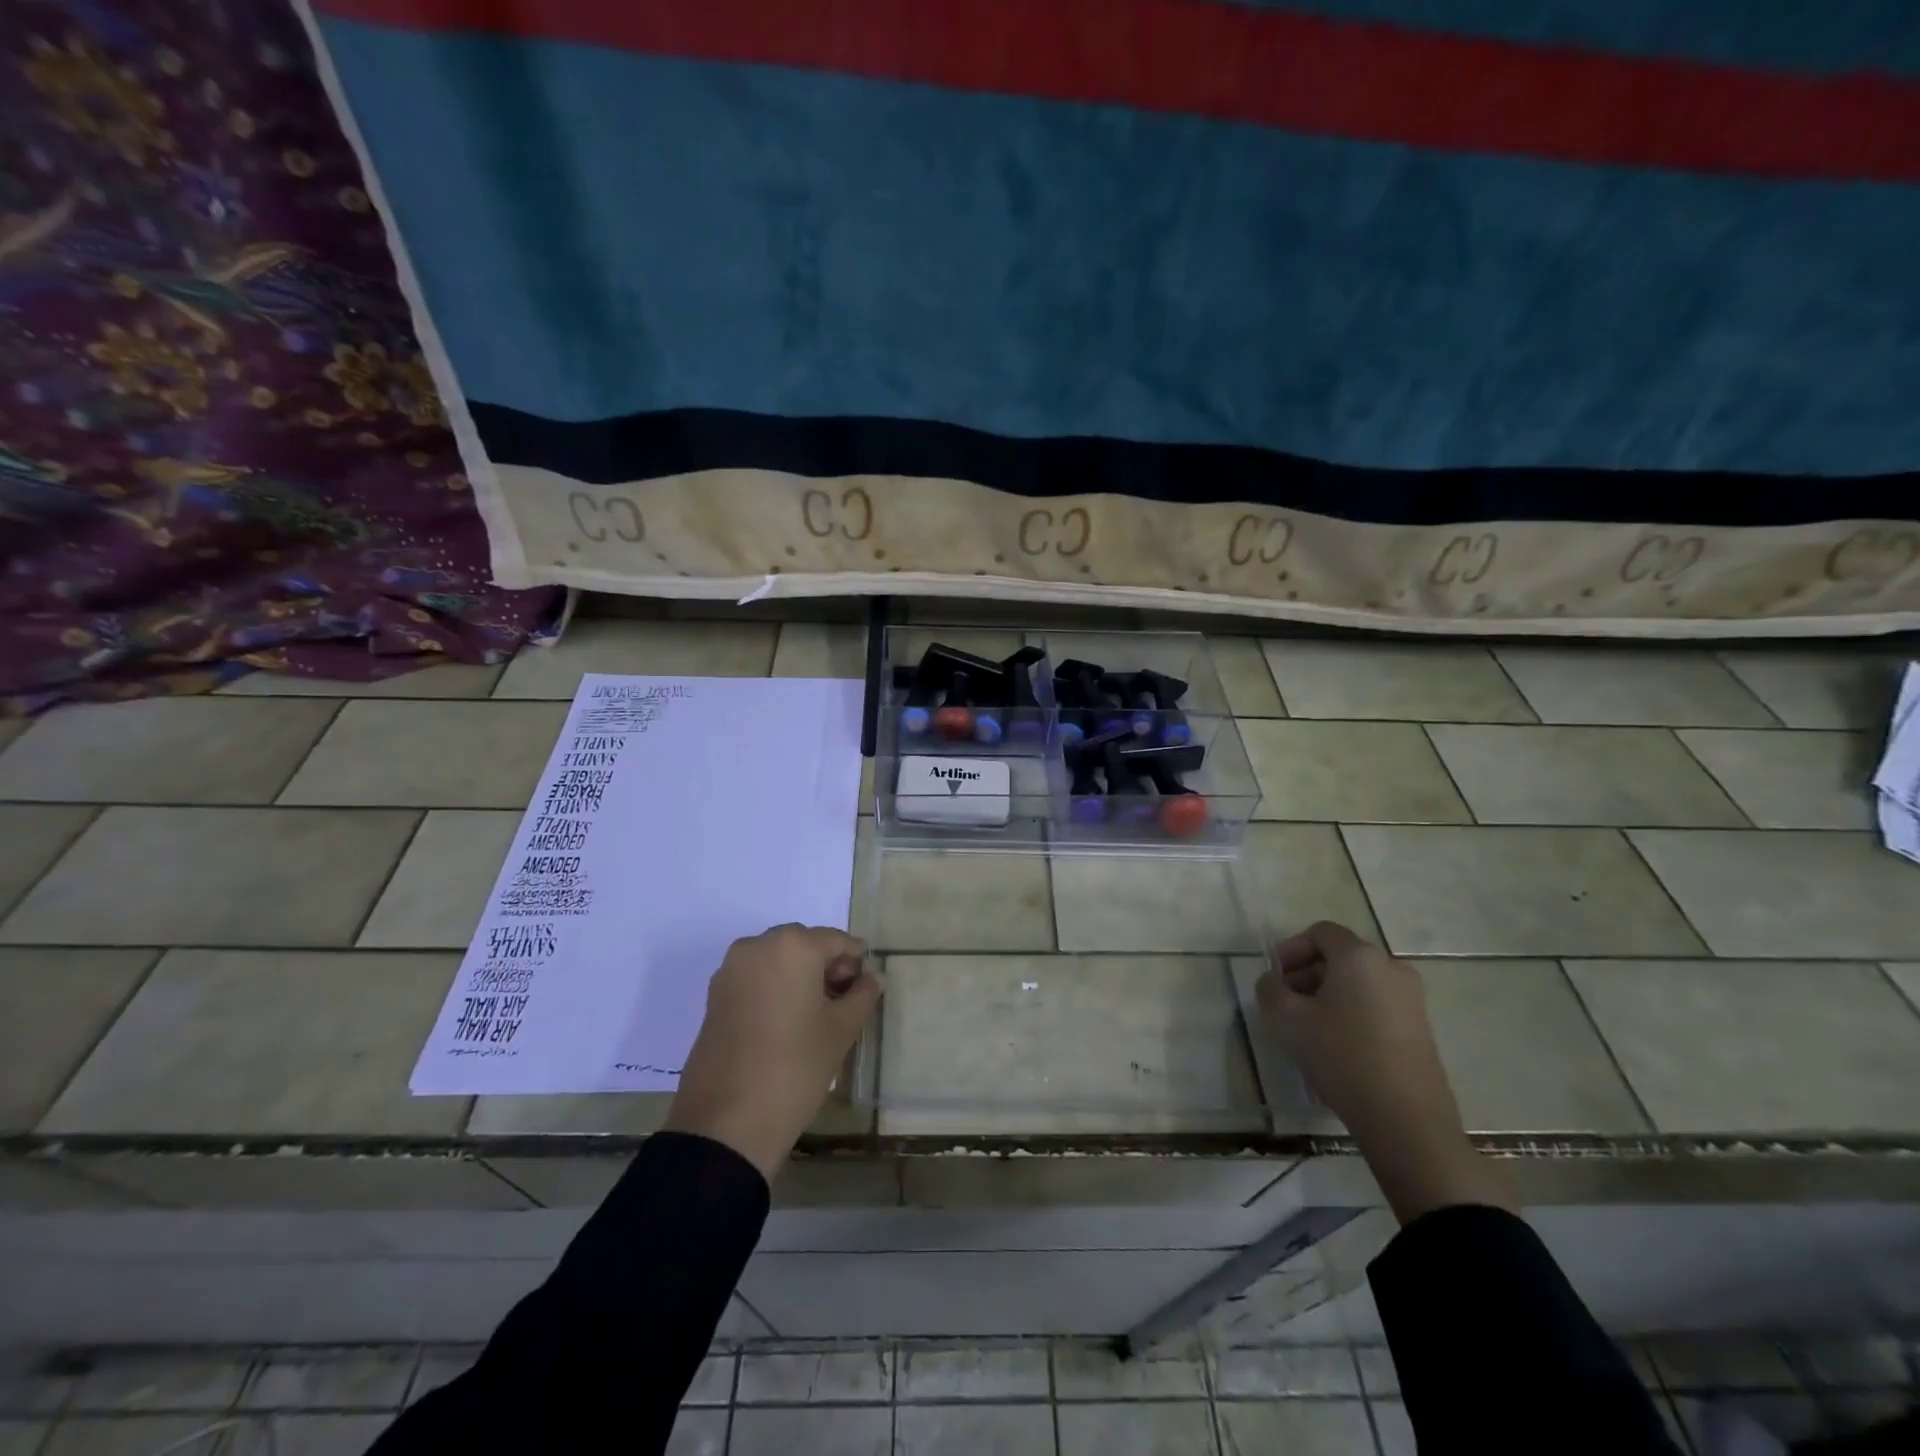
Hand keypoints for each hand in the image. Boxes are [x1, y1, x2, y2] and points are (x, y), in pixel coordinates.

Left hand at [664, 924, 882, 1180]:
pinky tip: (785, 1025)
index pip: (837, 941)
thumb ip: (862, 996)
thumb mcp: (841, 1031)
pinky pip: (754, 979)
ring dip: (799, 978)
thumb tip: (873, 978)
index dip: (856, 964)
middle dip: (826, 967)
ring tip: (813, 1018)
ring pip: (777, 961)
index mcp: (793, 946)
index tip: (864, 993)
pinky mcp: (714, 997)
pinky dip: (774, 990)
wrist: (727, 1123)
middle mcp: (757, 946)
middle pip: (804, 945)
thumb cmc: (795, 1066)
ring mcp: (730, 970)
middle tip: (842, 1005)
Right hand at [1257, 921, 1510, 1221]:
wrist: (1406, 1120)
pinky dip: (1351, 1012)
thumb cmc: (1341, 1056)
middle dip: (1307, 973)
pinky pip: (1376, 1004)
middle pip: (1340, 956)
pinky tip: (1336, 1045)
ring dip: (1328, 994)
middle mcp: (1391, 967)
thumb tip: (1274, 982)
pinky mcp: (1421, 1028)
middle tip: (1285, 1002)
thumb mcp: (1285, 1019)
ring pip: (1359, 982)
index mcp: (1359, 956)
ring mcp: (1412, 999)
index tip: (1274, 977)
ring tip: (1308, 1027)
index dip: (1290, 949)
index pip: (1320, 933)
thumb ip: (1269, 989)